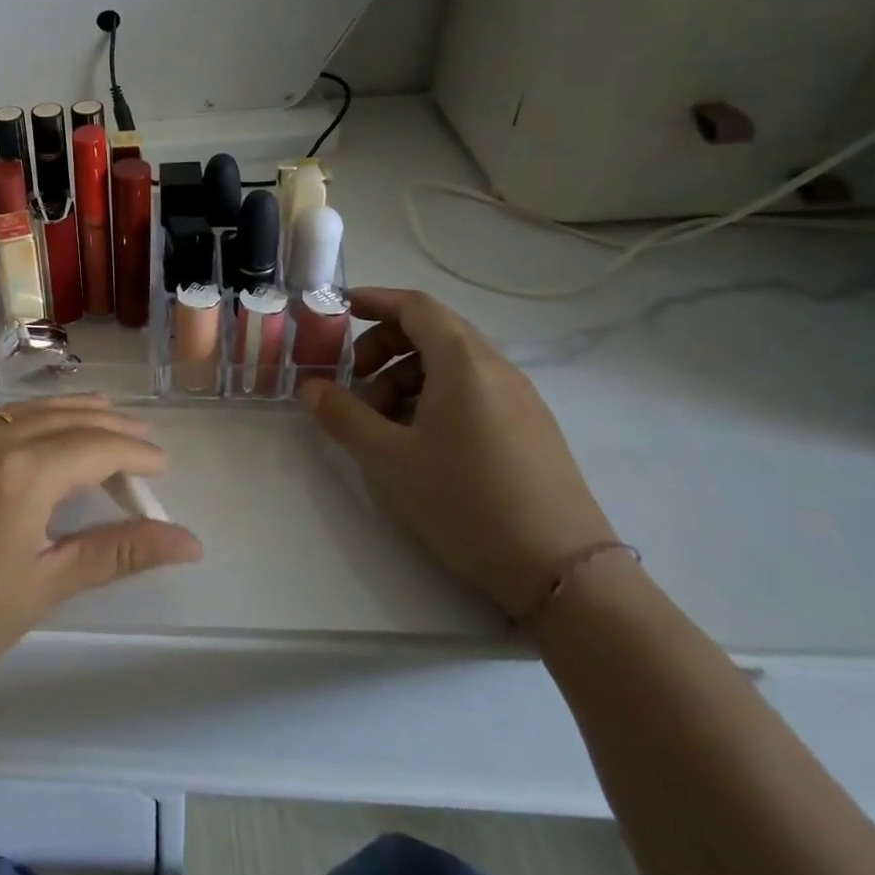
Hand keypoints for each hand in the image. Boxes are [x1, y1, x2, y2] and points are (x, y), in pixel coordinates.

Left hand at [0, 395, 201, 684]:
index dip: (133, 452)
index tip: (163, 465)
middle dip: (107, 424)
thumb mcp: (47, 583)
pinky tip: (43, 435)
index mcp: (19, 470)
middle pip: (61, 418)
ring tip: (104, 416)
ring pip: (26, 413)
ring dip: (69, 414)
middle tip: (144, 435)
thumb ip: (117, 552)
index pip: (92, 446)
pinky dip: (32, 421)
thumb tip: (189, 542)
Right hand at [300, 288, 616, 618]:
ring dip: (403, 377)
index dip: (373, 300)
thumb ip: (342, 415)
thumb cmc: (466, 501)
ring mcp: (519, 401)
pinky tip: (416, 442)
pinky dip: (432, 398)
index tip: (336, 310)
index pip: (415, 306)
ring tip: (379, 422)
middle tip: (350, 380)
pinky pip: (472, 392)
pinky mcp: (529, 431)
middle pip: (432, 332)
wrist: (563, 573)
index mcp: (464, 363)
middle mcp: (497, 370)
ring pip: (450, 365)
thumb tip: (310, 387)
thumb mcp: (387, 458)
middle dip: (382, 346)